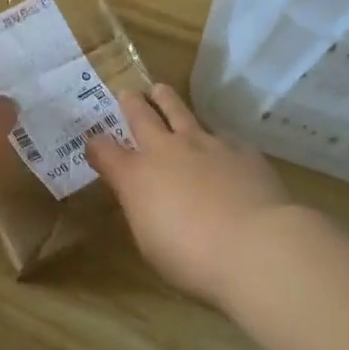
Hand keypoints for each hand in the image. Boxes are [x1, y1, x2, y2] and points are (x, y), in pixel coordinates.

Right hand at [84, 84, 295, 307]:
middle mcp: (166, 150)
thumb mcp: (150, 243)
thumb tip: (146, 199)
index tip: (93, 143)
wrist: (255, 246)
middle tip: (127, 94)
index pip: (104, 151)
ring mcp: (205, 144)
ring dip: (166, 100)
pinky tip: (216, 140)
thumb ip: (144, 212)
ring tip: (161, 90)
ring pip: (179, 111)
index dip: (96, 146)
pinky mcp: (240, 148)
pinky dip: (212, 135)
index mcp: (136, 177)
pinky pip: (220, 133)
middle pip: (141, 116)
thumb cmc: (192, 259)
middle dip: (131, 104)